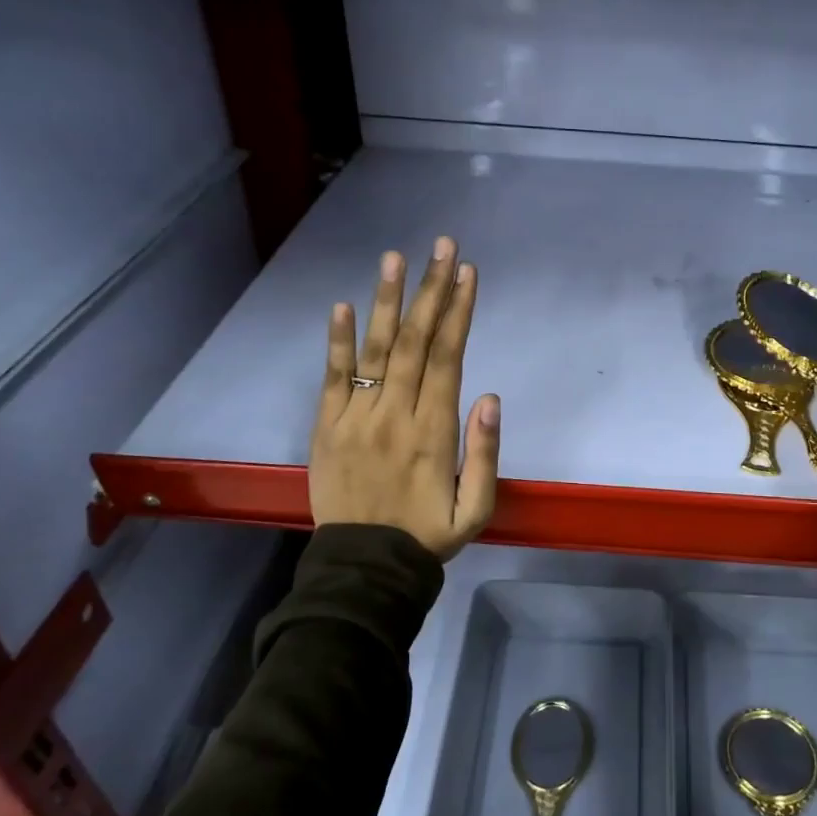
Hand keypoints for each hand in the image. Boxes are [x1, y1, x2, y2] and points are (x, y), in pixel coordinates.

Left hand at [310, 237, 499, 559]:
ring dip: (387, 302)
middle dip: (432, 291)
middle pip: (416, 342)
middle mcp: (395, 413)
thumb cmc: (427, 536)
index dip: (459, 312)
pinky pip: (331, 378)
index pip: (448, 357)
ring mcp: (356, 418)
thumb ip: (485, 453)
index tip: (468, 273)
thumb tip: (490, 396)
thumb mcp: (476, 509)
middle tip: (442, 247)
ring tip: (395, 259)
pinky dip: (336, 342)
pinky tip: (342, 306)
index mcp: (434, 430)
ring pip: (375, 350)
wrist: (364, 568)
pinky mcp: (326, 428)